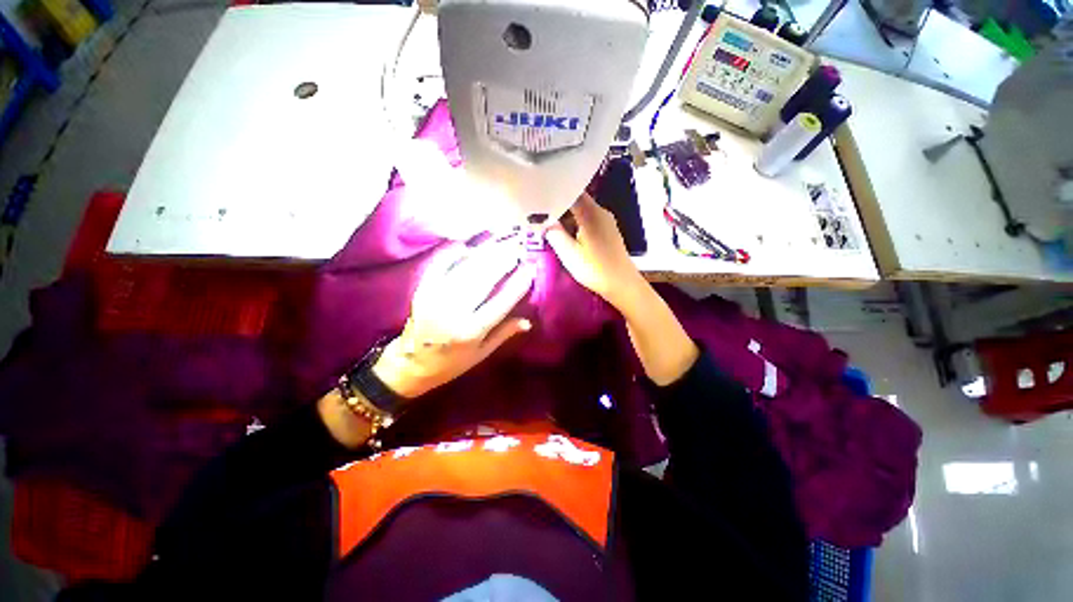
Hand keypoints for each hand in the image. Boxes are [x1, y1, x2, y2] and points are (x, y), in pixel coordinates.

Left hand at [372, 240, 534, 398]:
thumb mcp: (482, 354)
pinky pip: (441, 265)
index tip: (530, 268)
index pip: (501, 301)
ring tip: (501, 242)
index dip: (518, 282)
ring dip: (485, 252)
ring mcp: (436, 297)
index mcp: (472, 331)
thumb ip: (504, 334)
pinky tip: (468, 243)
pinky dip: (454, 252)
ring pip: (465, 268)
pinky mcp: (423, 289)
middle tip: (518, 247)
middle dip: (503, 259)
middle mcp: (454, 311)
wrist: (411, 365)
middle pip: (484, 278)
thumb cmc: (452, 363)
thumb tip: (528, 321)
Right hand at [544, 193, 645, 311]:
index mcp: (591, 212)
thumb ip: (554, 233)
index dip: (554, 192)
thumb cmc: (594, 269)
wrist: (622, 285)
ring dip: (566, 218)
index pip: (570, 190)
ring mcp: (605, 221)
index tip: (538, 197)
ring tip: (549, 226)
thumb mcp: (569, 253)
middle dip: (557, 206)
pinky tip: (566, 236)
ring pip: (581, 212)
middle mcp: (600, 211)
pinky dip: (575, 225)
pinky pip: (587, 221)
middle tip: (539, 214)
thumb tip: (543, 220)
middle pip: (576, 200)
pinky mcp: (607, 231)